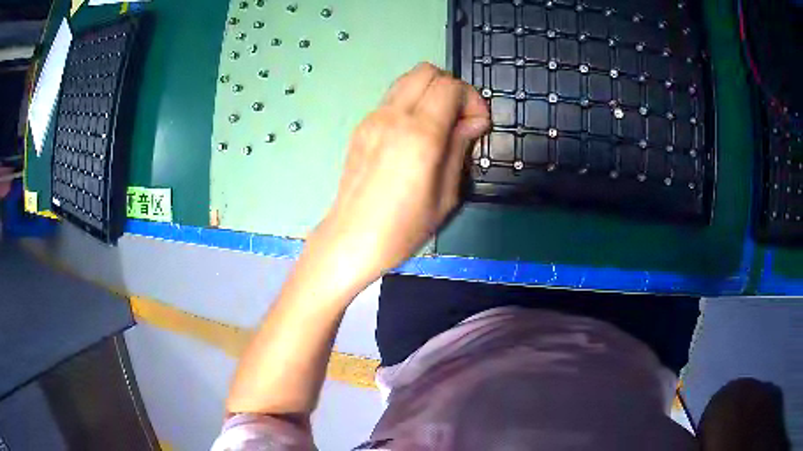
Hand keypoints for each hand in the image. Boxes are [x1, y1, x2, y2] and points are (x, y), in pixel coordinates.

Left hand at [308, 62, 489, 289]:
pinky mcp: (362, 126)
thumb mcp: (446, 195)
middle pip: (427, 71)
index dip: (472, 99)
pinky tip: (416, 133)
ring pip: (407, 79)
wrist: (351, 239)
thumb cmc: (402, 228)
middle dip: (452, 87)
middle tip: (460, 118)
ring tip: (439, 123)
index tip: (477, 124)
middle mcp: (393, 116)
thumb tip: (472, 122)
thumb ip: (460, 148)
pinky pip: (393, 98)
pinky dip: (412, 102)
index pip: (450, 86)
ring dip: (430, 91)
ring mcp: (372, 118)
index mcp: (419, 135)